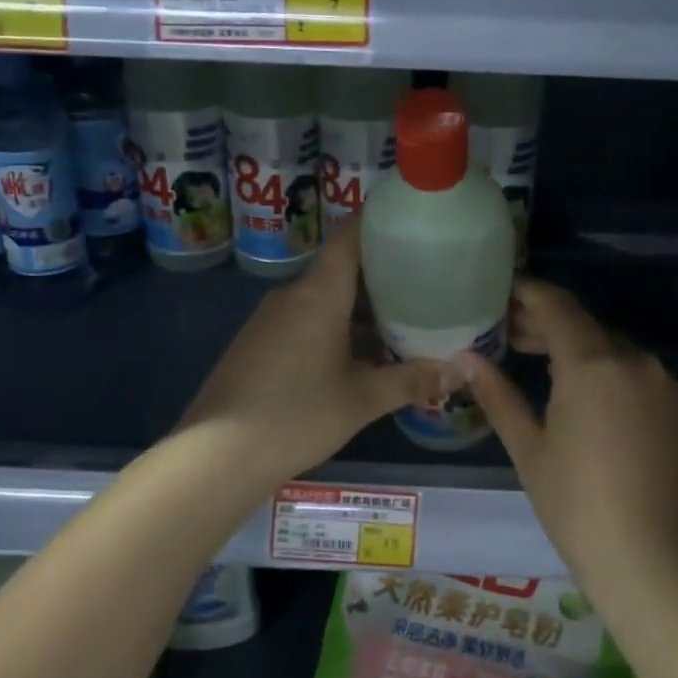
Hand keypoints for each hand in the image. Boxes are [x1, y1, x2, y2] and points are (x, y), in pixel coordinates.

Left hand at [176, 217, 436, 488]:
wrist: (217, 455)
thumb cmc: (296, 417)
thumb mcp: (362, 400)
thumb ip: (412, 380)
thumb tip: (461, 371)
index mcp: (318, 294)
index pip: (350, 237)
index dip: (380, 223)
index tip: (413, 223)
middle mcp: (292, 295)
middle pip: (342, 269)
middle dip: (383, 276)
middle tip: (427, 284)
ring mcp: (271, 319)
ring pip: (325, 299)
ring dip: (361, 309)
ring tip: (403, 324)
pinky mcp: (260, 342)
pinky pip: (306, 320)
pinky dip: (337, 327)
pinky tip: (361, 356)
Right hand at [458, 281, 677, 581]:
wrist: (649, 558)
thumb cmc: (575, 504)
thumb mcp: (528, 447)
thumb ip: (496, 393)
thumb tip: (462, 358)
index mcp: (592, 364)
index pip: (555, 305)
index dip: (525, 293)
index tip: (496, 294)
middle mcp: (631, 359)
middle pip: (581, 322)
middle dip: (541, 321)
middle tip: (502, 331)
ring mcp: (658, 379)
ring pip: (606, 343)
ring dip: (570, 342)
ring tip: (531, 356)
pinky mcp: (672, 401)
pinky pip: (628, 366)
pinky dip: (598, 364)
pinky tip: (573, 386)